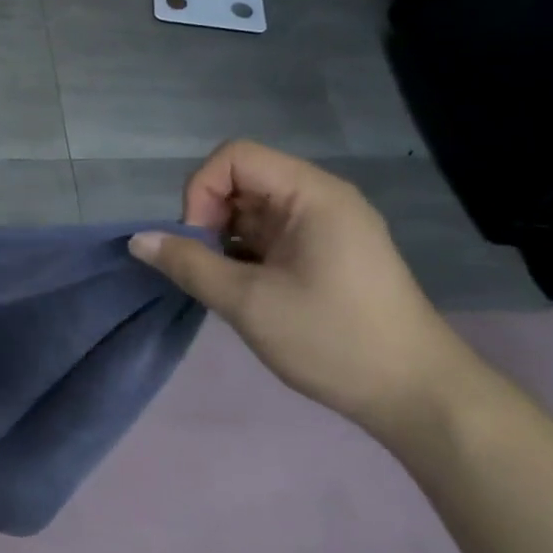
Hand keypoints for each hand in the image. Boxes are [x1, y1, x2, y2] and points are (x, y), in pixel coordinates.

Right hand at [128, 140, 479, 434]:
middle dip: (208, 216)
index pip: (234, 157)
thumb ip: (188, 264)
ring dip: (223, 238)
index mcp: (311, 195)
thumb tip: (137, 239)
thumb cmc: (332, 339)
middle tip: (203, 266)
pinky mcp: (325, 253)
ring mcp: (325, 227)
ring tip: (222, 283)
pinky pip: (269, 235)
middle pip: (242, 180)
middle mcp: (319, 199)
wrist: (415, 395)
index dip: (201, 190)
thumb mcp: (248, 302)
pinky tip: (242, 290)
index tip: (196, 241)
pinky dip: (243, 253)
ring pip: (251, 210)